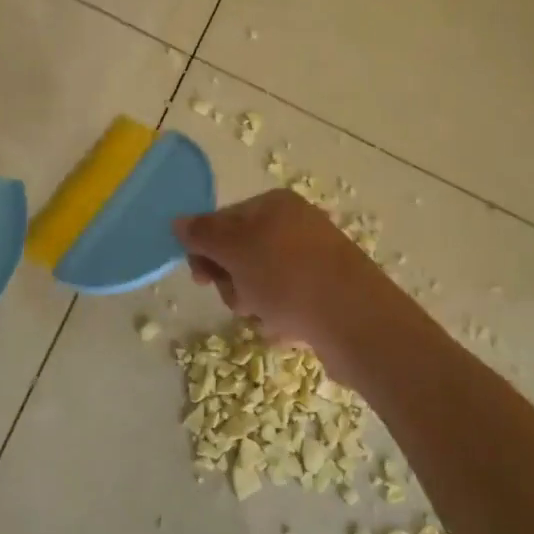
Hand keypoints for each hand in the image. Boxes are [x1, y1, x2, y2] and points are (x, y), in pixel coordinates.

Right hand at [174, 189, 415, 371]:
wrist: (355, 321)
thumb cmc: (287, 277)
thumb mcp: (236, 249)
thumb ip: (203, 234)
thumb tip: (178, 221)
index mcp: (275, 205)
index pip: (223, 221)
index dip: (207, 250)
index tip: (201, 277)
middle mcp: (296, 225)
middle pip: (240, 255)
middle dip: (233, 282)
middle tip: (242, 299)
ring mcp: (313, 259)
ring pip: (260, 284)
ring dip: (255, 304)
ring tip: (269, 317)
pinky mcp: (325, 292)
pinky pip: (286, 303)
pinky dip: (280, 317)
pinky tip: (290, 328)